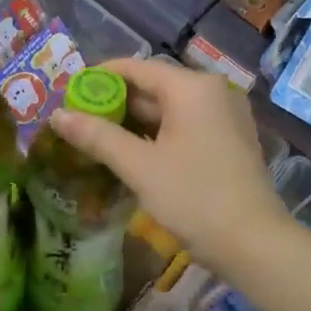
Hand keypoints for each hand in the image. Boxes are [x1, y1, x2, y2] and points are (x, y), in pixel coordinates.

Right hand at [46, 57, 287, 270]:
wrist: (253, 242)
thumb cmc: (194, 198)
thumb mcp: (139, 166)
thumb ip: (97, 137)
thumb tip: (57, 115)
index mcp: (192, 87)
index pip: (136, 68)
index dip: (99, 78)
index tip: (69, 94)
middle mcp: (213, 92)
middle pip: (154, 87)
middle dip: (115, 104)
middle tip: (77, 121)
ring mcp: (225, 117)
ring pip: (169, 110)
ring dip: (134, 122)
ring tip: (96, 139)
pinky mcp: (229, 141)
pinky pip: (186, 127)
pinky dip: (158, 135)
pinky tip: (132, 154)